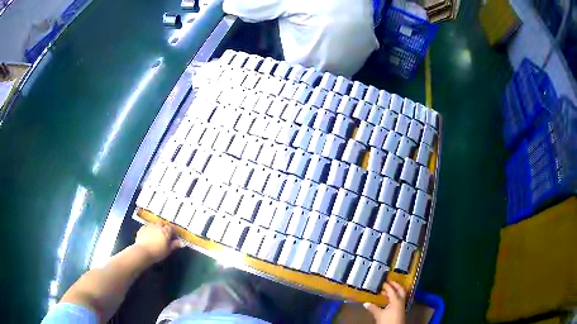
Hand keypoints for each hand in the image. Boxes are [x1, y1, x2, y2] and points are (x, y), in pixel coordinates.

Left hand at [134, 223, 181, 262]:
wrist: (143, 252)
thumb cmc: (157, 252)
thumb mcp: (168, 250)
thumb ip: (175, 245)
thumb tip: (182, 243)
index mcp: (165, 231)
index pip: (171, 228)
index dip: (172, 232)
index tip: (172, 237)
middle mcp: (157, 226)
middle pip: (162, 224)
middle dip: (163, 229)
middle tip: (163, 237)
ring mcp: (149, 226)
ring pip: (154, 225)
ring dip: (155, 228)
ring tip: (155, 236)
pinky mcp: (142, 228)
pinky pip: (147, 227)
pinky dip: (148, 230)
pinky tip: (148, 236)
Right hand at [364, 281, 405, 323]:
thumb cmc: (388, 320)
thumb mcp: (379, 314)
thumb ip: (373, 308)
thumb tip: (365, 303)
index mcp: (396, 300)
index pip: (392, 290)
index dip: (387, 285)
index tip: (382, 281)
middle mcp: (401, 301)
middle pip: (400, 289)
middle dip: (395, 285)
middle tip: (389, 281)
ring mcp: (401, 305)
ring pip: (400, 294)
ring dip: (394, 291)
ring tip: (386, 290)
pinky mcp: (400, 309)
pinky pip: (398, 299)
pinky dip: (394, 297)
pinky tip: (388, 299)